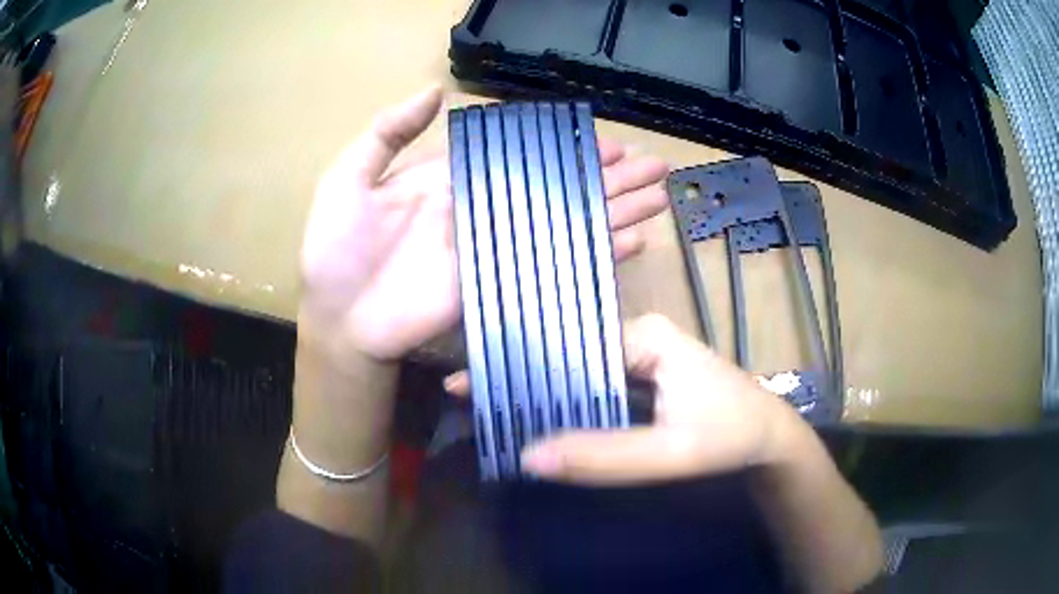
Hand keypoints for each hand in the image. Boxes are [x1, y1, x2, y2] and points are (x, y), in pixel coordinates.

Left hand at [299, 87, 669, 364]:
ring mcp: (499, 249)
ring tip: (658, 197)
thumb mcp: (350, 177)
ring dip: (615, 210)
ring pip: (568, 223)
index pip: (524, 157)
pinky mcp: (503, 284)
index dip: (565, 148)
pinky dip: (597, 254)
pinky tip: (632, 242)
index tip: (606, 140)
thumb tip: (434, 92)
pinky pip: (556, 264)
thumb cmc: (335, 248)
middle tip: (651, 166)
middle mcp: (487, 212)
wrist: (338, 319)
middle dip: (608, 177)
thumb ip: (388, 132)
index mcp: (455, 182)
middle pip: (559, 188)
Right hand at [449, 314, 806, 483]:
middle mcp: (638, 334)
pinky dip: (565, 398)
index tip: (467, 382)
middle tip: (464, 393)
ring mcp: (641, 352)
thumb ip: (606, 458)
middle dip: (519, 372)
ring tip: (486, 401)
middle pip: (567, 350)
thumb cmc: (730, 437)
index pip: (566, 343)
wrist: (769, 438)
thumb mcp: (671, 453)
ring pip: (578, 367)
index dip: (516, 363)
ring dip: (539, 387)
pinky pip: (594, 381)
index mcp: (644, 336)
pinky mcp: (643, 371)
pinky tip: (536, 411)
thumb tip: (528, 456)